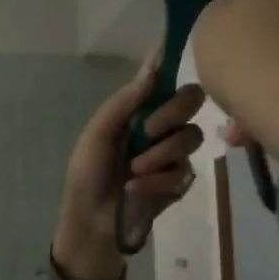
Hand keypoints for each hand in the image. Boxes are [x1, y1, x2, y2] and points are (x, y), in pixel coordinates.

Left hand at [52, 56, 206, 279]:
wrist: (90, 224)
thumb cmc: (86, 176)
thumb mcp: (97, 135)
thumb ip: (124, 102)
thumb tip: (152, 66)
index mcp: (137, 111)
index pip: (165, 81)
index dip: (172, 65)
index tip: (174, 55)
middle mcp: (160, 128)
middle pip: (192, 101)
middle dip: (172, 114)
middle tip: (150, 130)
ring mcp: (172, 156)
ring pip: (190, 138)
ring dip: (159, 154)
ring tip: (133, 171)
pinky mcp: (179, 184)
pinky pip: (183, 172)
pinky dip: (156, 182)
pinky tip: (135, 190)